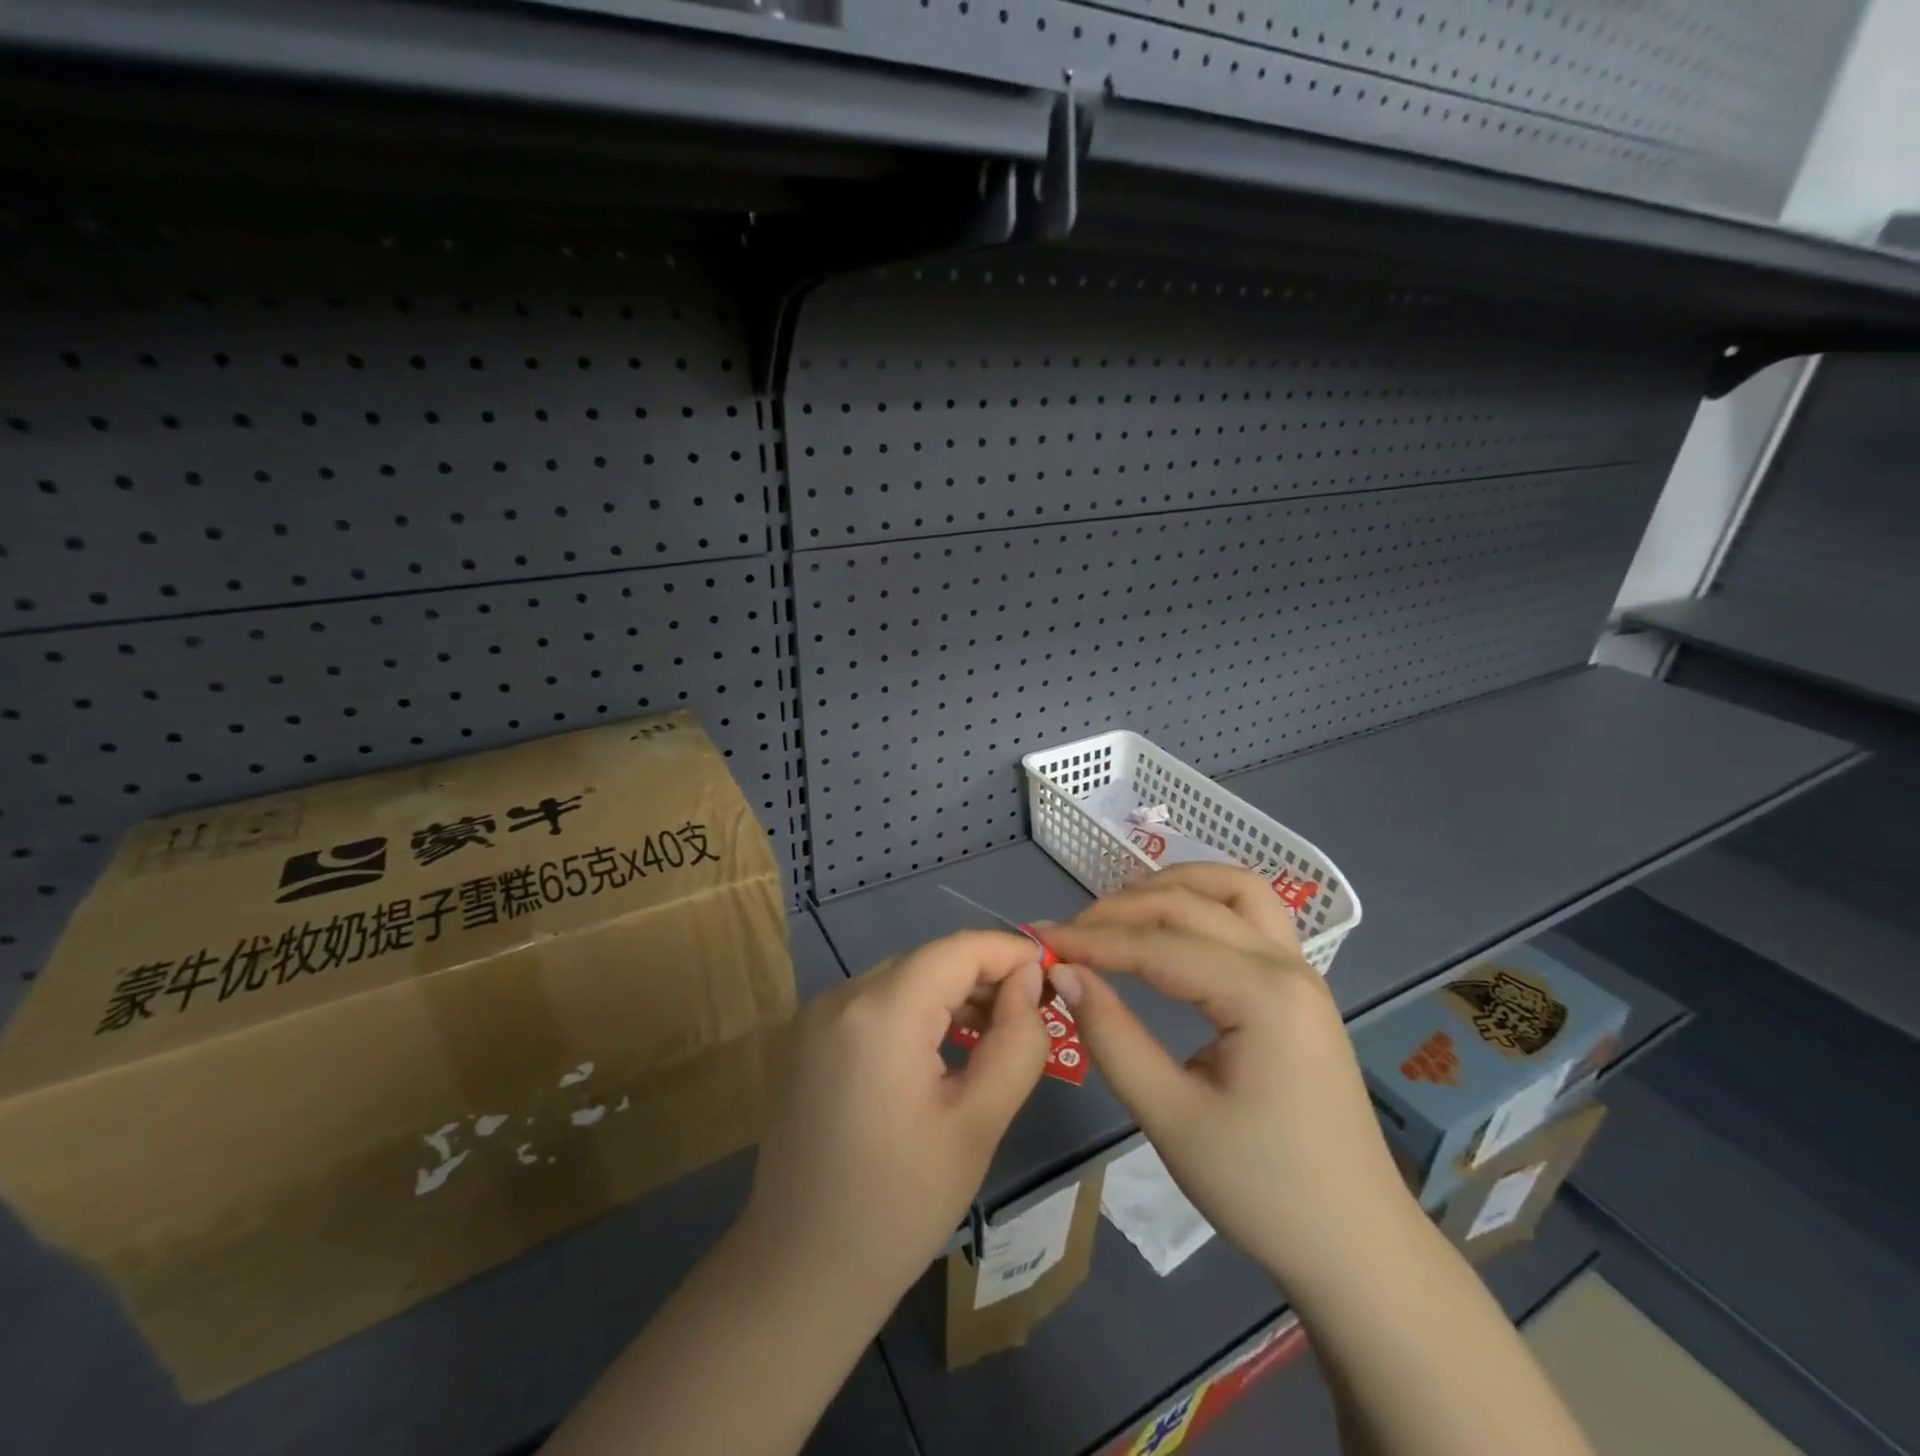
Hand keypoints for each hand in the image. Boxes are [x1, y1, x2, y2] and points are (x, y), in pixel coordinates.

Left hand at [741, 931, 1052, 1303]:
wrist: (800, 1273)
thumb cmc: (899, 1206)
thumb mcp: (977, 1125)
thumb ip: (1016, 1042)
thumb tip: (1029, 982)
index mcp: (880, 1011)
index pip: (958, 949)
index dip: (1009, 952)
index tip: (1053, 976)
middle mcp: (842, 996)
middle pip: (929, 961)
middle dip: (985, 976)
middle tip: (1033, 1013)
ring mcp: (819, 1016)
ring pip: (904, 979)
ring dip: (953, 994)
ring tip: (998, 1032)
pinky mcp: (811, 1039)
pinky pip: (877, 1003)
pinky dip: (918, 1011)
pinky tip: (947, 1046)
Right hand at [1040, 864, 1412, 1286]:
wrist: (1356, 1245)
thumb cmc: (1263, 1189)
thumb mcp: (1171, 1117)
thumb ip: (1112, 1035)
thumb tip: (1063, 972)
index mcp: (1260, 994)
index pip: (1157, 945)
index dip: (1092, 940)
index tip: (1040, 942)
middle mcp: (1285, 963)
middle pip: (1189, 903)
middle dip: (1120, 911)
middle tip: (1068, 936)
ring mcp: (1300, 969)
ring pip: (1233, 887)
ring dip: (1172, 886)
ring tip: (1120, 913)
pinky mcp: (1300, 985)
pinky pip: (1252, 913)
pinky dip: (1205, 901)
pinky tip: (1173, 925)